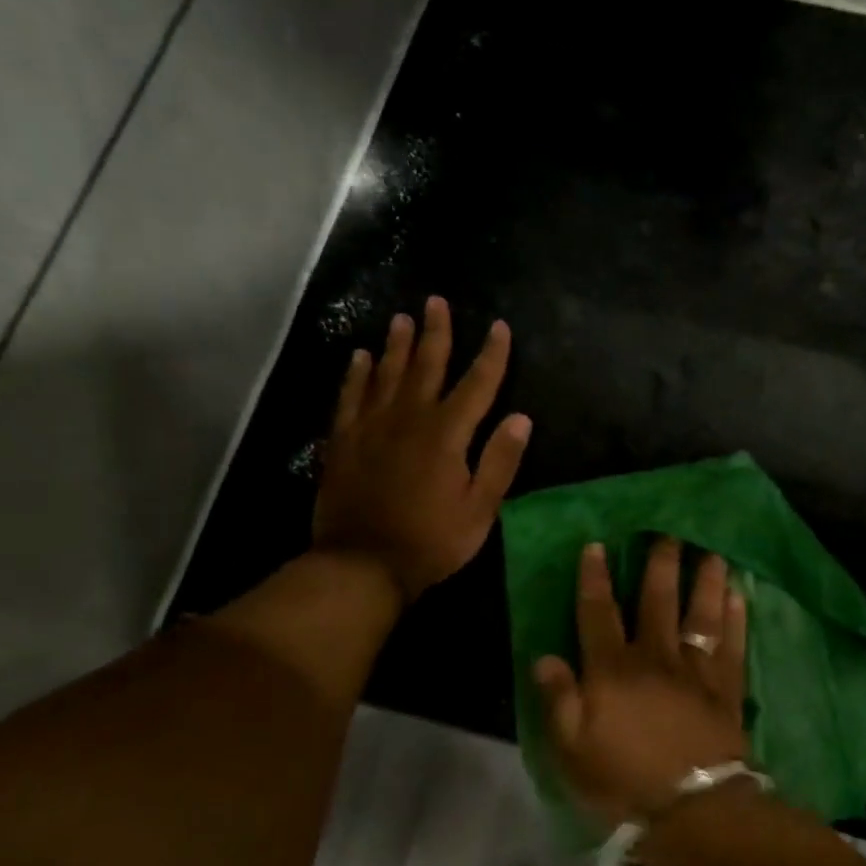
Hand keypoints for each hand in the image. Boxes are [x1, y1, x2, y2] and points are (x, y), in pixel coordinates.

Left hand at [314, 297, 530, 600]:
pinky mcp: (343, 441)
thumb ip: (500, 461)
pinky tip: (360, 356)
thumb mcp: (480, 509)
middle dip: (436, 333)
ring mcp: (371, 427)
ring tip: (402, 318)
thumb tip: (521, 418)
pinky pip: (350, 397)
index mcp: (447, 435)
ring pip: (387, 374)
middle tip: (436, 301)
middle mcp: (409, 419)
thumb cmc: (431, 541)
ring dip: (397, 344)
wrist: (362, 564)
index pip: (477, 384)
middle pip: (427, 366)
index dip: (491, 355)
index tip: (499, 326)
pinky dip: (357, 374)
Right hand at [533, 537, 749, 826]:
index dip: (594, 579)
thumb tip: (545, 657)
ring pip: (700, 614)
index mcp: (612, 669)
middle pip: (657, 601)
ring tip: (713, 554)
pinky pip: (732, 644)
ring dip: (706, 581)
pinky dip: (736, 618)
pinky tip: (740, 596)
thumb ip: (559, 699)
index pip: (598, 613)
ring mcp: (695, 670)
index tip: (597, 546)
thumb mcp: (571, 749)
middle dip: (660, 565)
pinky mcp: (726, 688)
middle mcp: (655, 657)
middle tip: (669, 533)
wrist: (692, 807)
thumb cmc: (622, 780)